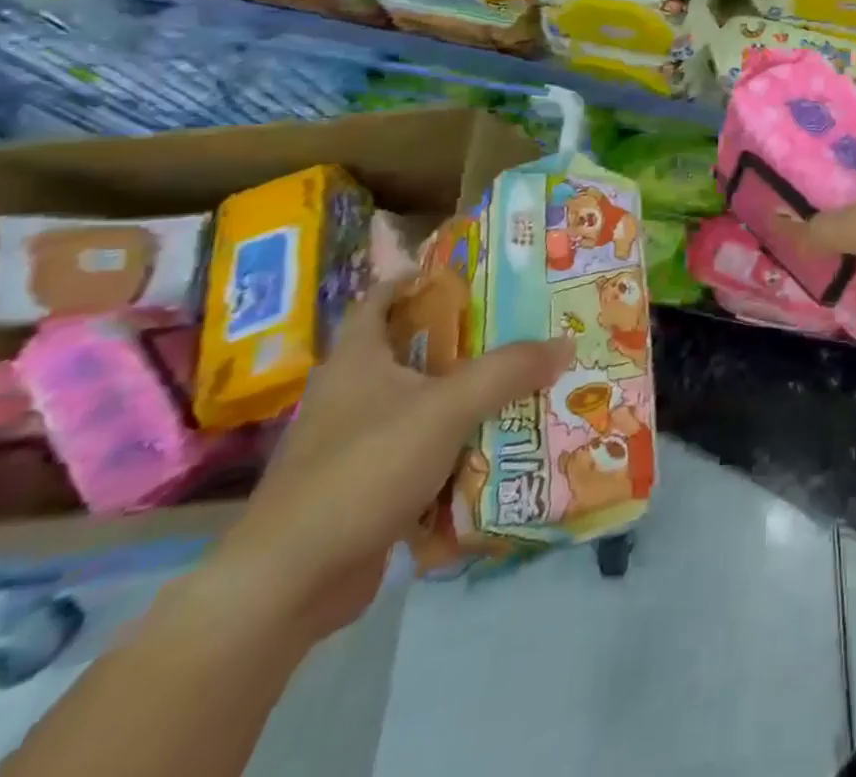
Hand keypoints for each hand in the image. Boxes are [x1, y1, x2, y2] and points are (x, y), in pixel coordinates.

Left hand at [202, 285, 572, 644]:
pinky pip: (418, 452)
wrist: (289, 583)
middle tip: (517, 327)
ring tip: (518, 383)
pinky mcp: (361, 489)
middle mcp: (349, 395)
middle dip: (461, 340)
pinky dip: (452, 447)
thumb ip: (508, 371)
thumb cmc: (362, 470)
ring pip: (418, 405)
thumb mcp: (447, 408)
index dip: (415, 280)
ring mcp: (351, 445)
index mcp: (356, 361)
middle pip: (409, 352)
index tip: (465, 273)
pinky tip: (492, 446)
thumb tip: (566, 342)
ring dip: (462, 396)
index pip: (379, 300)